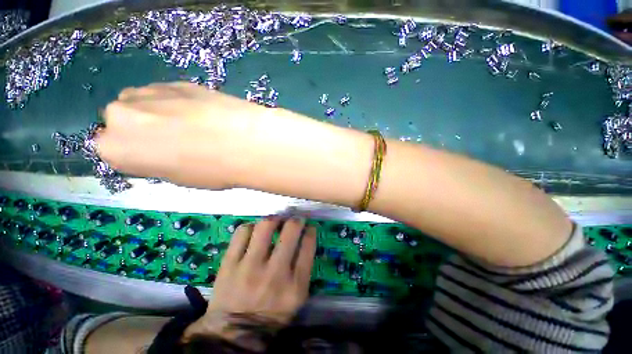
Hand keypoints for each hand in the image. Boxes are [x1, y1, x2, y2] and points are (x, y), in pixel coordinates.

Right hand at [95, 82, 272, 188]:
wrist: (246, 142)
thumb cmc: (212, 170)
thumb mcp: (178, 177)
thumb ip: (155, 161)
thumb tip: (158, 150)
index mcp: (115, 148)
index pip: (112, 148)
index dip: (138, 152)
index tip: (158, 155)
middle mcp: (121, 115)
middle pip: (123, 119)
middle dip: (143, 128)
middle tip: (176, 139)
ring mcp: (149, 92)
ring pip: (142, 101)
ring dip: (159, 112)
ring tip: (193, 125)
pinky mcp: (178, 81)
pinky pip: (167, 92)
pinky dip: (179, 102)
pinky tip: (202, 113)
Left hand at [182, 217, 316, 349]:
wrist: (234, 334)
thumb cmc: (272, 314)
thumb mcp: (297, 297)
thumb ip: (304, 268)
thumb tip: (305, 237)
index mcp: (295, 285)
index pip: (308, 245)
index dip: (310, 230)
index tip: (309, 226)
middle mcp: (274, 273)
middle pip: (291, 230)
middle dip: (296, 220)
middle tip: (294, 219)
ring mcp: (249, 268)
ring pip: (265, 226)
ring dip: (274, 219)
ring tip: (275, 221)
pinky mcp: (229, 265)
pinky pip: (242, 232)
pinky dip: (251, 227)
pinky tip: (254, 231)